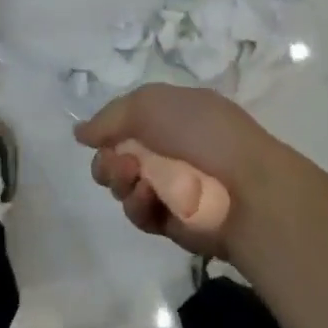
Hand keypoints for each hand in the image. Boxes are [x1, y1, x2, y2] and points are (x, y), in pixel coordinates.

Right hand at [75, 84, 282, 258]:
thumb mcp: (151, 104)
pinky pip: (140, 213)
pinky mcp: (173, 223)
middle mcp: (172, 150)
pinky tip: (149, 198)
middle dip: (108, 160)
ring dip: (120, 181)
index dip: (110, 129)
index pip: (129, 122)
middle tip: (116, 163)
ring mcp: (173, 187)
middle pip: (119, 157)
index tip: (98, 137)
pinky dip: (139, 205)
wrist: (247, 189)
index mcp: (175, 117)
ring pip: (124, 186)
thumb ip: (110, 117)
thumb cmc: (202, 134)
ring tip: (134, 179)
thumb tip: (80, 133)